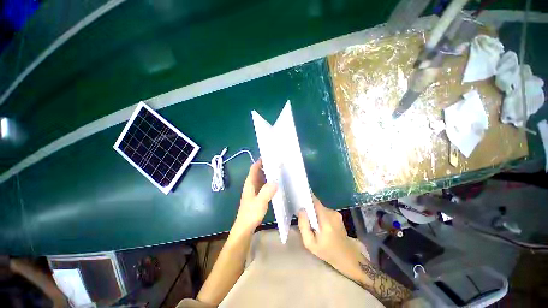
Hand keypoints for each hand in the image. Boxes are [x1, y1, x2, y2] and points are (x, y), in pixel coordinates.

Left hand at [233, 159, 276, 233]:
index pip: (254, 168)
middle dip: (266, 166)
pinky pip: (264, 185)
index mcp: (250, 183)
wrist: (245, 228)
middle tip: (278, 162)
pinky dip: (269, 182)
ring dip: (268, 174)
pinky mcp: (258, 196)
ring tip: (279, 170)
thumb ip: (266, 191)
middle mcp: (252, 185)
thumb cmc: (250, 214)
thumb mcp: (259, 202)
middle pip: (258, 172)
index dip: (260, 161)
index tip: (269, 156)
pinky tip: (276, 183)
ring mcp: (254, 191)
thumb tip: (275, 181)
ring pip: (262, 179)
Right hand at [298, 197, 363, 280]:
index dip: (306, 198)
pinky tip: (319, 224)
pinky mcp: (337, 215)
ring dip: (314, 212)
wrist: (347, 256)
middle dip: (309, 207)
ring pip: (320, 207)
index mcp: (326, 220)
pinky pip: (324, 210)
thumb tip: (301, 210)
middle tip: (303, 215)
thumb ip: (303, 225)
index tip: (299, 199)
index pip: (315, 202)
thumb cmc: (326, 251)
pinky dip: (320, 214)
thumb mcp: (310, 243)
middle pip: (316, 204)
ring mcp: (336, 213)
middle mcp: (332, 213)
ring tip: (311, 222)